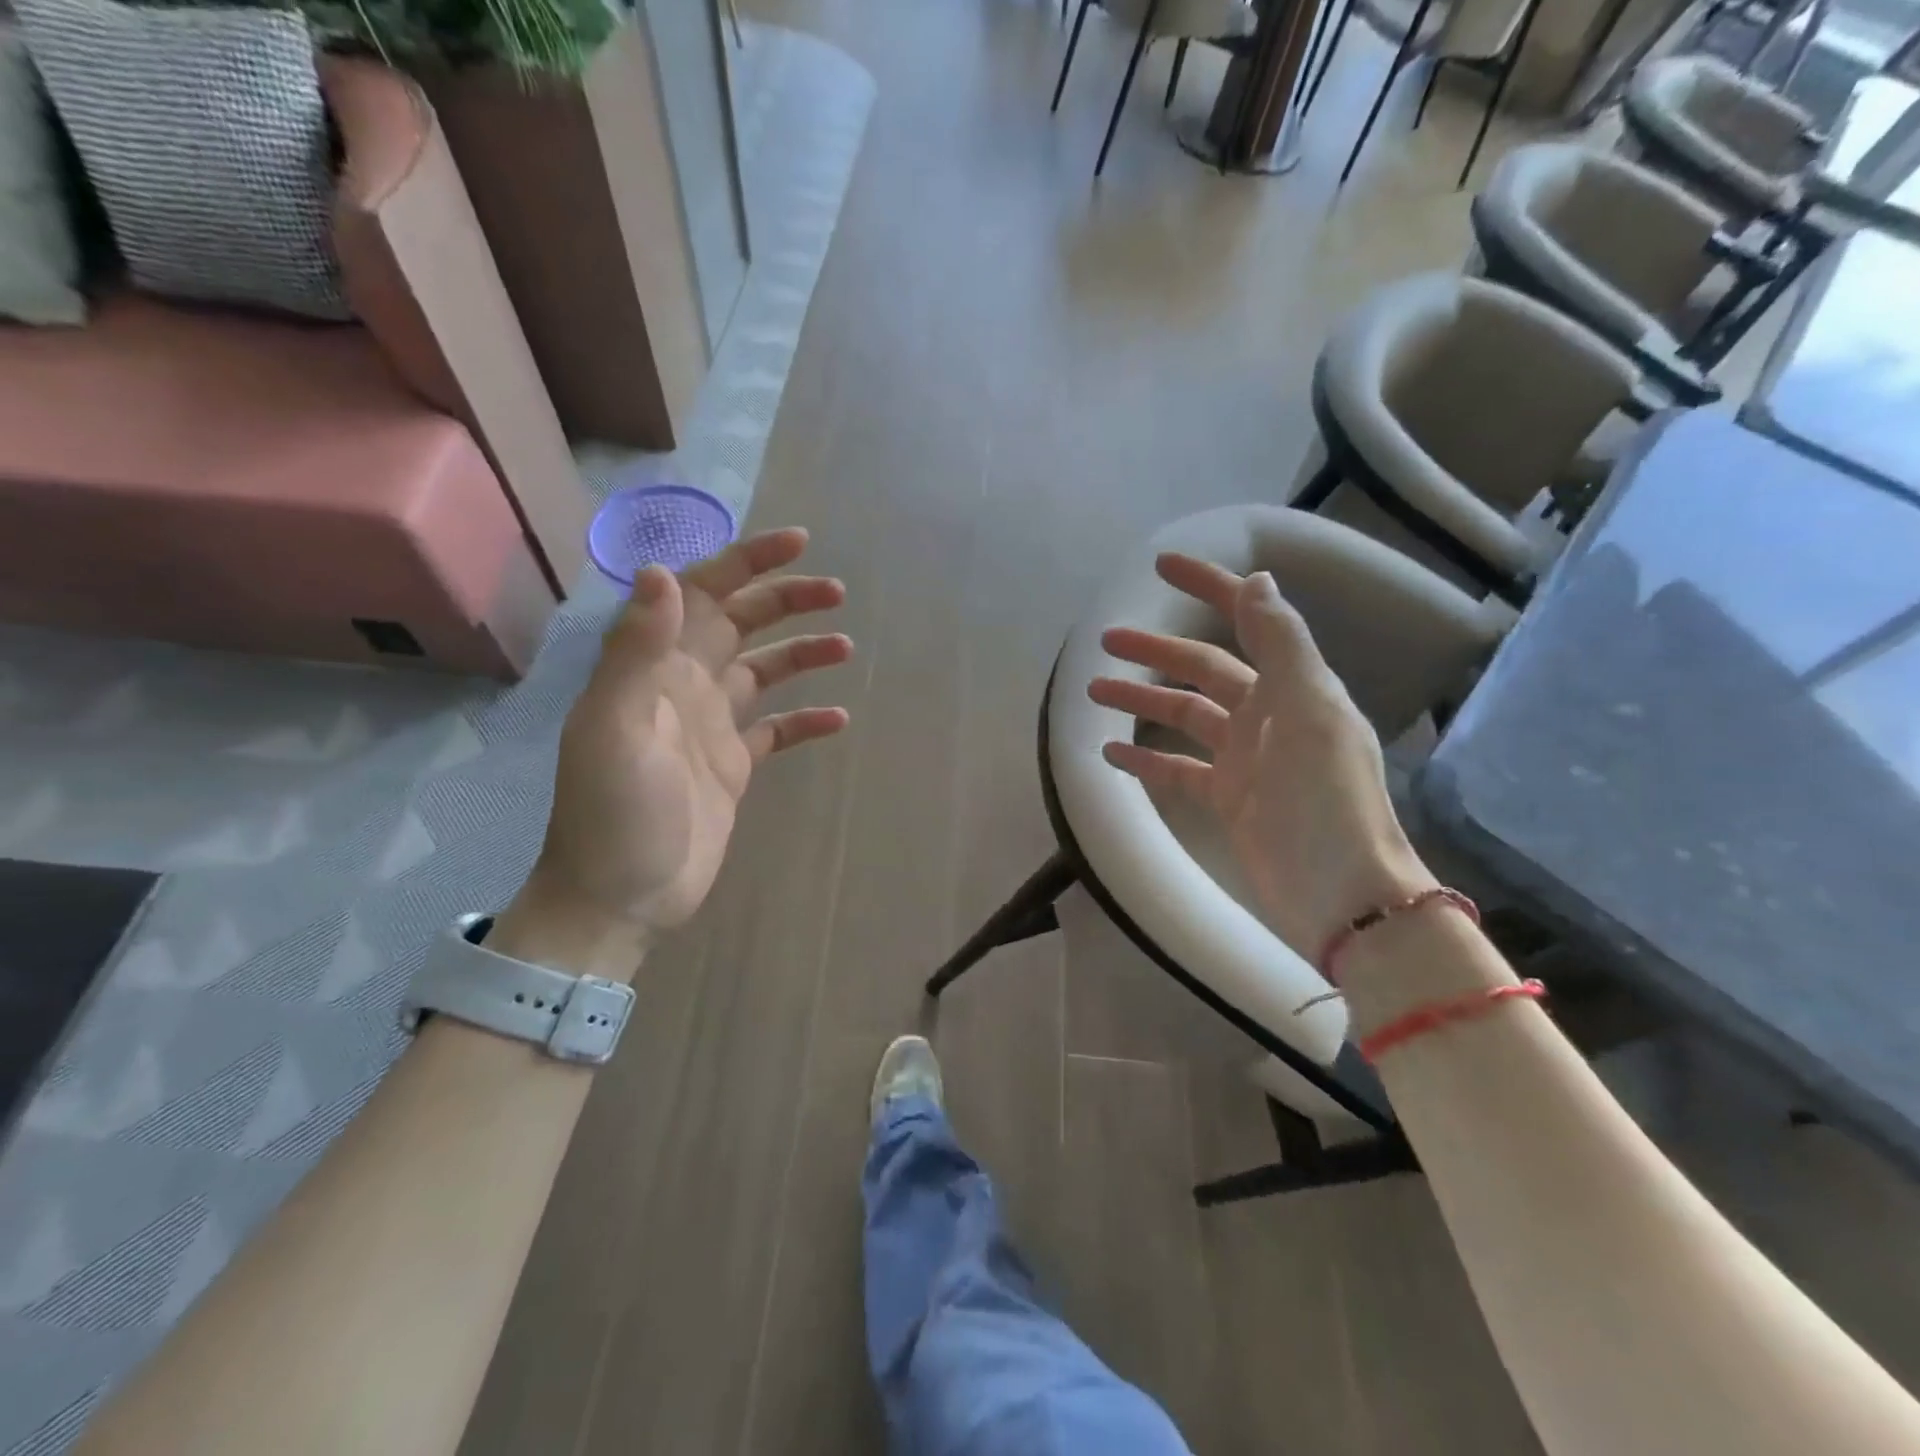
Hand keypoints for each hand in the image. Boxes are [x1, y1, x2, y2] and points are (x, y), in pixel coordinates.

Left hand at [516, 528, 851, 947]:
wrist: (619, 896)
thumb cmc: (613, 813)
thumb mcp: (615, 728)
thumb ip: (636, 651)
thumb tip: (665, 573)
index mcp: (655, 667)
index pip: (703, 594)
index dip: (748, 563)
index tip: (798, 544)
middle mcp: (684, 685)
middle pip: (740, 623)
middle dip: (785, 600)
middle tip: (837, 591)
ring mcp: (711, 726)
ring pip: (764, 671)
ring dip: (801, 652)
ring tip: (846, 644)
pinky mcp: (734, 765)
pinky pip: (776, 730)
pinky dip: (805, 720)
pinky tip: (838, 718)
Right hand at [1089, 552, 1433, 958]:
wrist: (1341, 894)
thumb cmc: (1325, 798)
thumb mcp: (1307, 710)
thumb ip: (1281, 644)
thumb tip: (1258, 580)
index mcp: (1293, 686)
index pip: (1247, 620)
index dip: (1209, 588)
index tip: (1161, 567)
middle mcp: (1268, 715)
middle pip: (1203, 670)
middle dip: (1156, 651)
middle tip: (1105, 642)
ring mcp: (1246, 759)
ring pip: (1183, 716)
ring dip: (1142, 700)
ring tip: (1094, 691)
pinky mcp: (1228, 799)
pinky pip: (1178, 769)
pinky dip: (1145, 757)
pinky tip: (1111, 751)